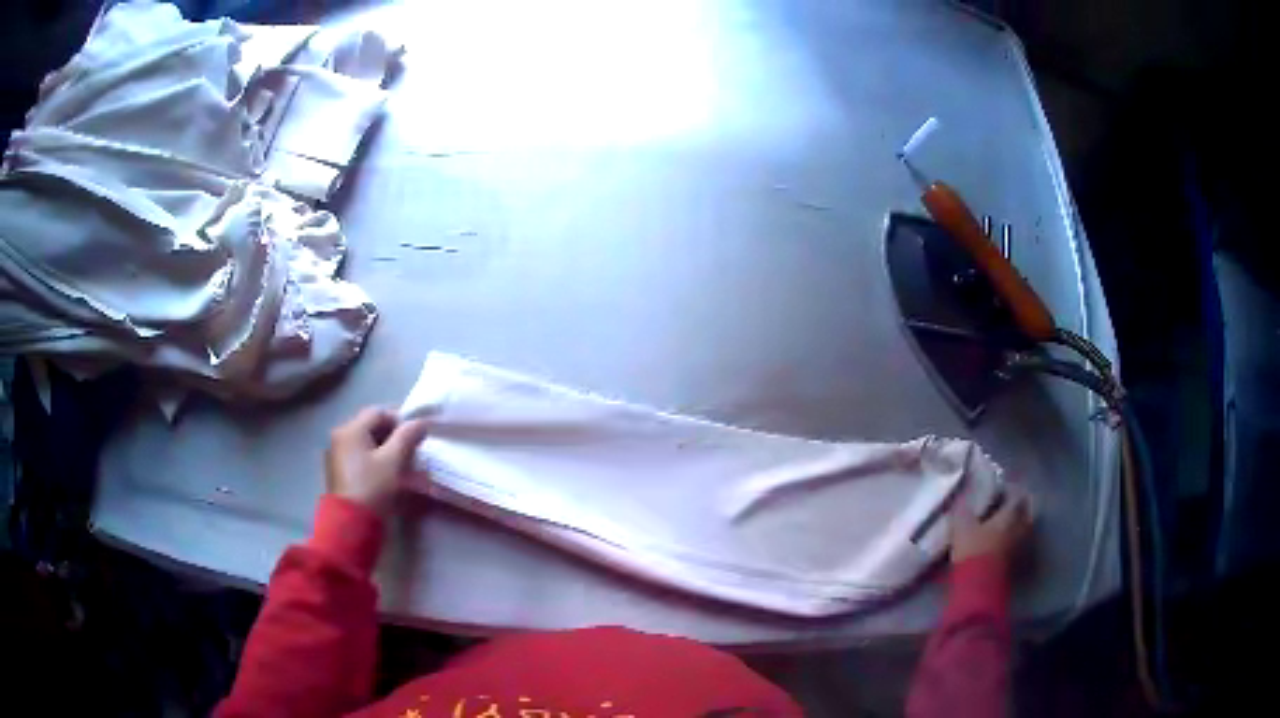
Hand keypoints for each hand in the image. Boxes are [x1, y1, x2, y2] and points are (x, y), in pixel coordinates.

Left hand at [325, 407, 429, 515]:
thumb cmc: (372, 487)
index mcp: (350, 429)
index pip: (379, 412)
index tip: (416, 436)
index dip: (400, 420)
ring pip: (367, 443)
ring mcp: (338, 455)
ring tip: (404, 466)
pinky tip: (389, 476)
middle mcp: (340, 437)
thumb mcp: (393, 461)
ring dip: (387, 450)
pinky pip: (361, 457)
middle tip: (412, 451)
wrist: (351, 523)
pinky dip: (376, 461)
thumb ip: (407, 437)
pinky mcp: (340, 472)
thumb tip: (420, 423)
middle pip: (372, 427)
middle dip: (395, 436)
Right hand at [951, 486, 1032, 563]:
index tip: (1001, 489)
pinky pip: (1020, 543)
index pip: (1017, 495)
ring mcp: (1020, 545)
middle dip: (1019, 506)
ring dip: (1018, 523)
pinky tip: (1003, 542)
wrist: (979, 586)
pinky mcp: (1016, 562)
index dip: (1010, 490)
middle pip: (1026, 511)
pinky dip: (1015, 539)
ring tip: (1006, 523)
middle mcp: (1020, 526)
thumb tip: (961, 495)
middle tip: (1008, 504)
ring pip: (1024, 528)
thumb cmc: (972, 550)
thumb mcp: (962, 527)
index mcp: (1010, 514)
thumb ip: (963, 509)